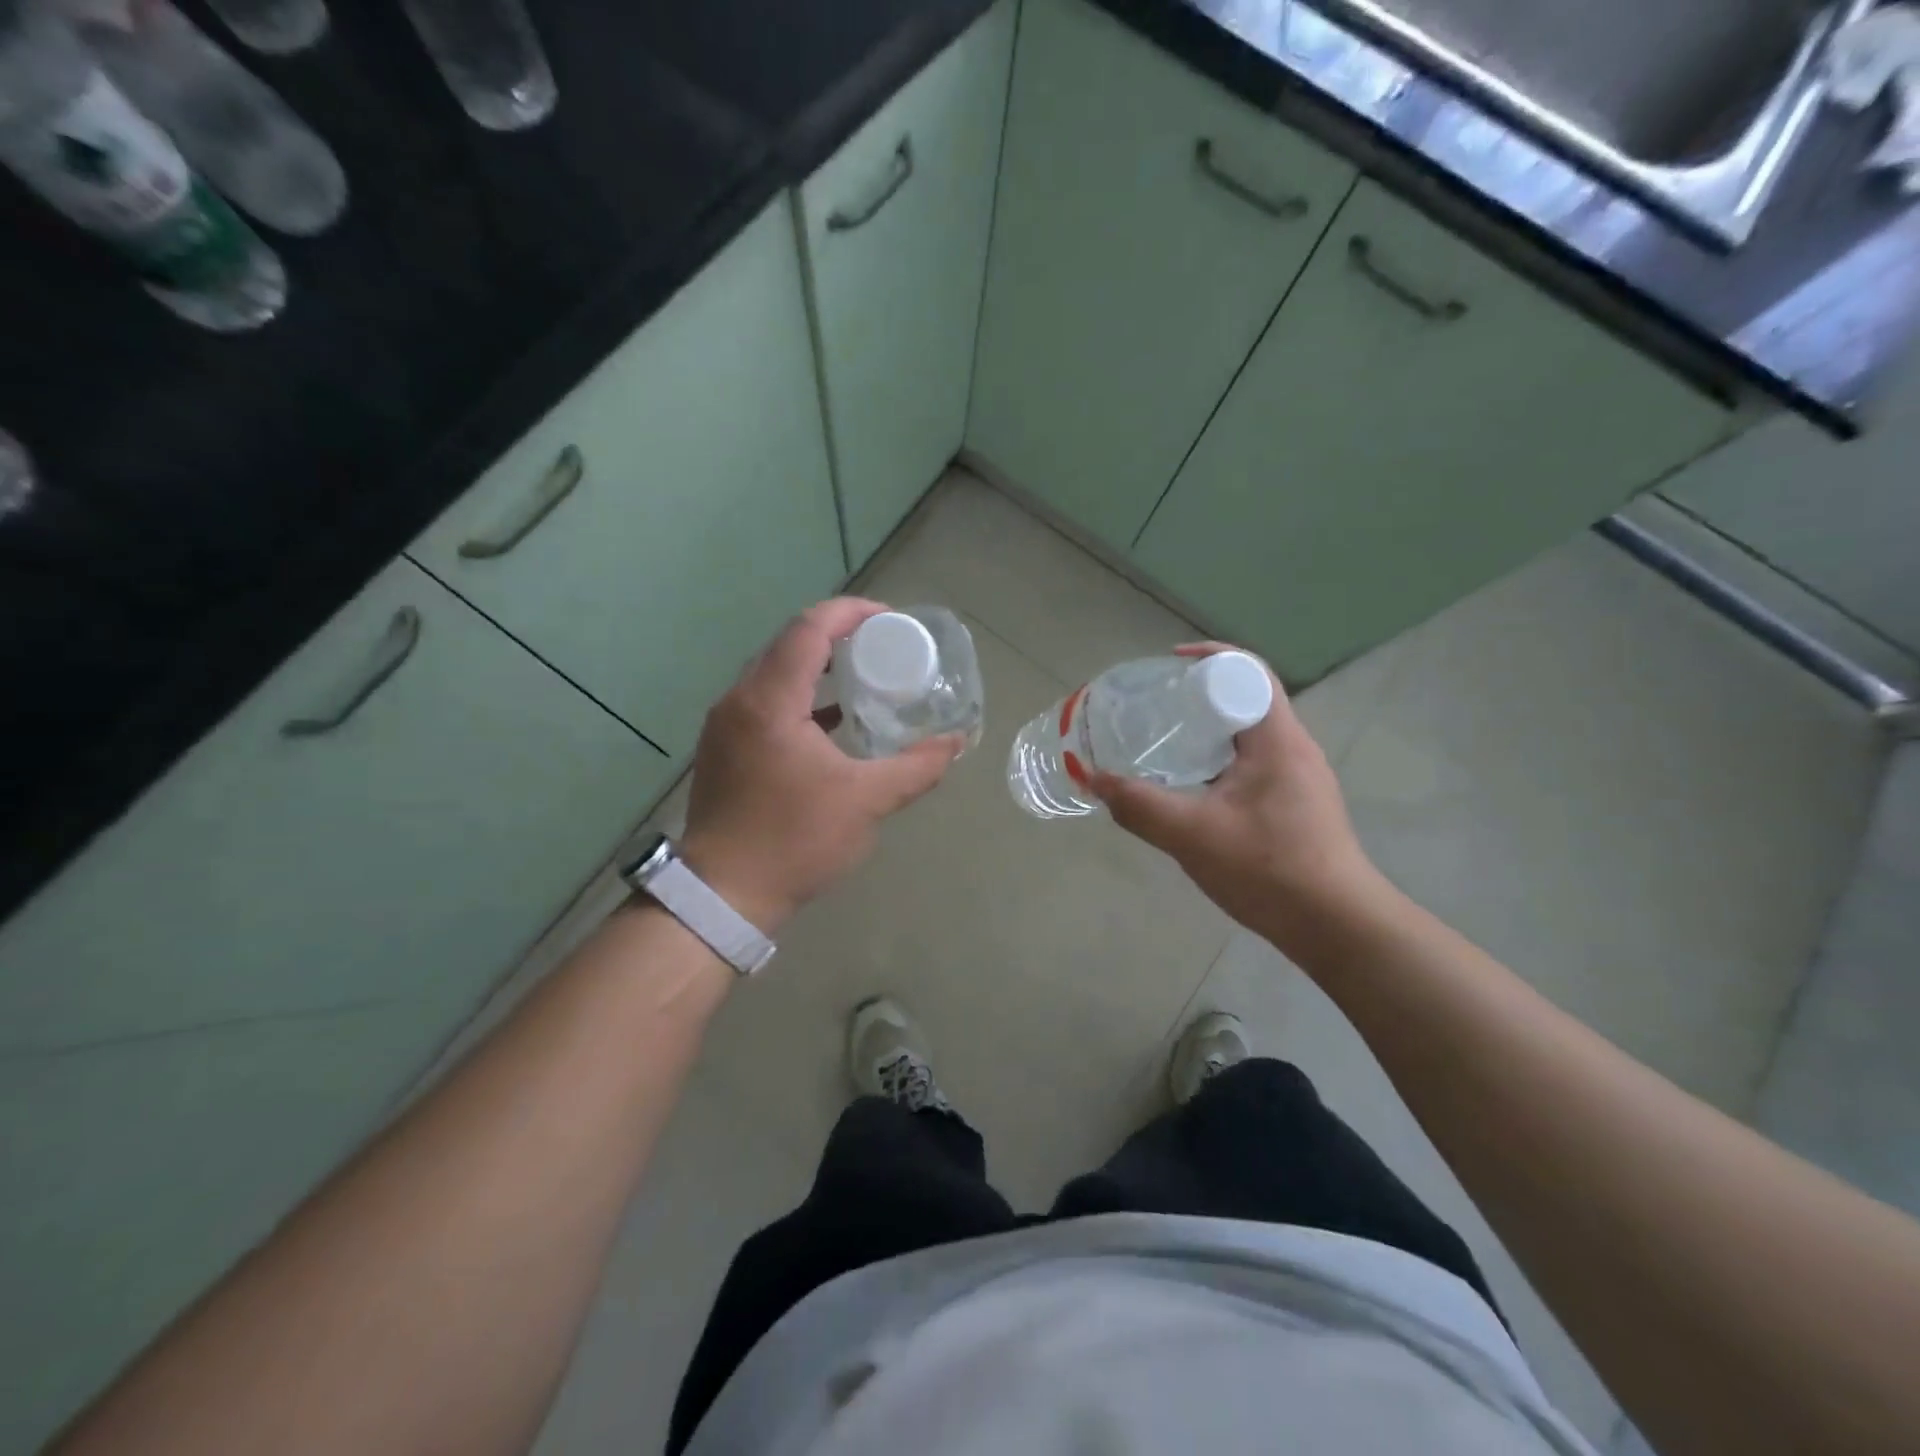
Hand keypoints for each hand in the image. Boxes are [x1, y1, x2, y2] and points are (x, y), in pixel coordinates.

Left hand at [679, 599, 961, 932]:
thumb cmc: (794, 841)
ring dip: (817, 665)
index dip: (852, 612)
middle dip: (838, 634)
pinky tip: (832, 720)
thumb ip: (916, 767)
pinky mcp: (724, 747)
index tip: (892, 619)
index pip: (809, 629)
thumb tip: (956, 742)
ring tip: (864, 674)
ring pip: (774, 672)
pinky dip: (800, 697)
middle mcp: (740, 700)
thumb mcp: (866, 802)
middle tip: (884, 644)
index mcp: (770, 701)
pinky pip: (765, 701)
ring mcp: (726, 724)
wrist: (723, 896)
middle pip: (789, 644)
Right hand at [1091, 644, 1383, 945]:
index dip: (1208, 657)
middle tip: (1155, 707)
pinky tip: (1192, 789)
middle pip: (1246, 699)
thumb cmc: (1269, 868)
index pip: (1248, 672)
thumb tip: (1096, 781)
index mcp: (1277, 739)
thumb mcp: (1192, 834)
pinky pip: (1252, 765)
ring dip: (1209, 731)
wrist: (1336, 926)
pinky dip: (1219, 762)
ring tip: (1165, 743)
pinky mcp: (1297, 805)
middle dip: (1199, 695)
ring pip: (1248, 736)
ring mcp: (1299, 778)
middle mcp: (1293, 748)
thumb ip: (1140, 805)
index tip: (1167, 665)